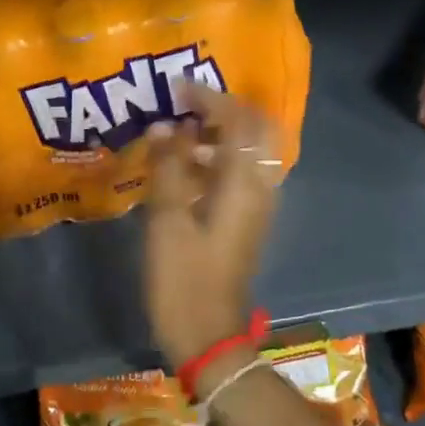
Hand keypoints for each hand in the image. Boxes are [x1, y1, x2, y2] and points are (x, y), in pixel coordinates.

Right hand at [143, 81, 282, 367]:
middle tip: (184, 107)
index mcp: (244, 184)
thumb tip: (165, 126)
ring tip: (175, 135)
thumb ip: (167, 167)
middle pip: (254, 132)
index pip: (238, 121)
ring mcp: (255, 206)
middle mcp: (259, 188)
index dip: (208, 99)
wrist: (208, 336)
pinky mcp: (245, 221)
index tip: (176, 89)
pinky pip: (237, 175)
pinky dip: (214, 160)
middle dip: (221, 111)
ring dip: (216, 135)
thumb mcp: (166, 220)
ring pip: (246, 153)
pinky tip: (180, 169)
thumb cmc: (183, 279)